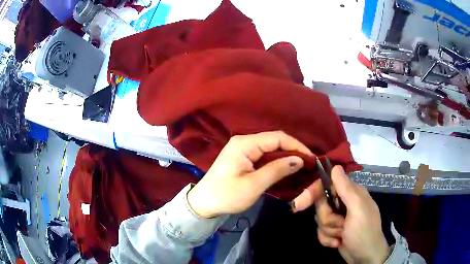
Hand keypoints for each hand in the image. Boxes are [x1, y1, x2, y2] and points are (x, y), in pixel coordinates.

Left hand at [187, 131, 313, 217]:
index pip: (277, 138)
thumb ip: (277, 170)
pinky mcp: (243, 158)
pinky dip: (277, 161)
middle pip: (274, 141)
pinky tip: (286, 168)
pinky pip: (264, 155)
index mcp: (245, 144)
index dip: (296, 146)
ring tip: (302, 166)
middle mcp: (244, 141)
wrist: (204, 203)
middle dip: (293, 150)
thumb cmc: (226, 195)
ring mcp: (243, 149)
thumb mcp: (253, 185)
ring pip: (270, 148)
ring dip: (286, 156)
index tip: (311, 158)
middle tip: (308, 163)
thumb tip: (299, 160)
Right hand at [292, 166, 389, 263]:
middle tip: (341, 225)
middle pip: (320, 205)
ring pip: (319, 220)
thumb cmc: (364, 232)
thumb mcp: (357, 209)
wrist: (365, 257)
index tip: (299, 204)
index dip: (312, 193)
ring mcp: (338, 218)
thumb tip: (335, 166)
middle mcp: (344, 203)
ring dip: (329, 231)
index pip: (326, 185)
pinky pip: (320, 232)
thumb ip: (346, 189)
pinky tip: (338, 242)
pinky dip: (327, 240)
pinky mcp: (333, 231)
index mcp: (351, 193)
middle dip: (327, 218)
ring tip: (342, 235)